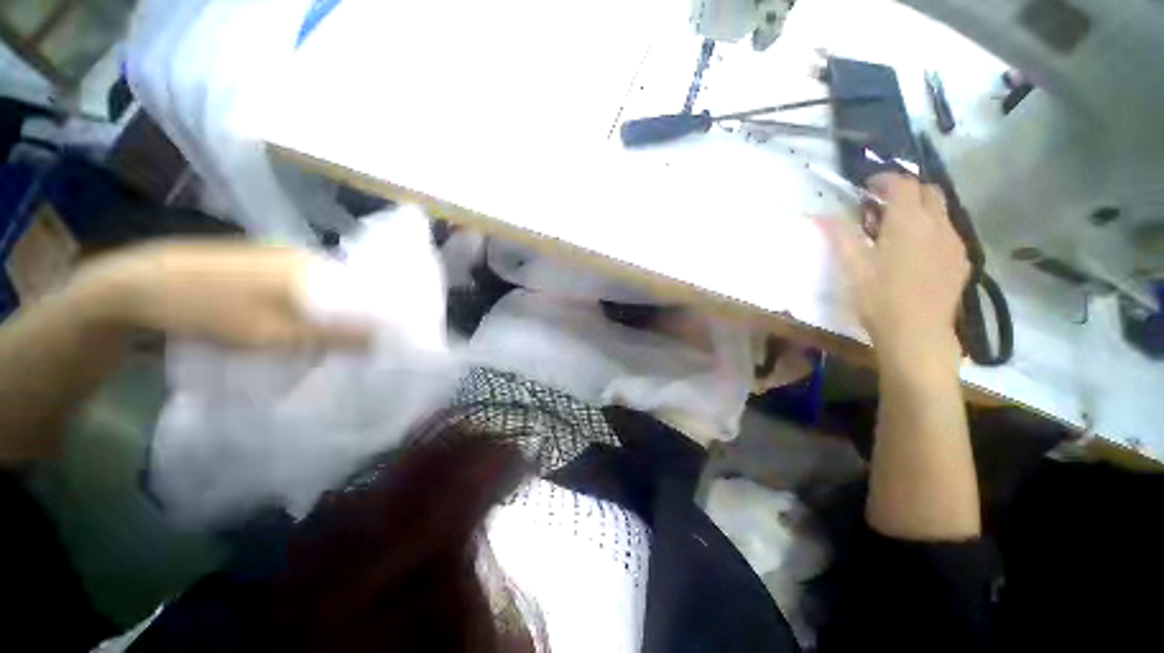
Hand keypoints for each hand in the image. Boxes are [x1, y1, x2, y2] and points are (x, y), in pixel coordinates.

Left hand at [69, 240, 369, 349]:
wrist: (136, 286)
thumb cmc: (208, 308)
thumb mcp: (273, 332)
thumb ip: (331, 335)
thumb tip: (382, 339)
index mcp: (310, 264)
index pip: (363, 288)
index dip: (373, 313)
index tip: (378, 338)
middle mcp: (300, 255)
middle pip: (343, 289)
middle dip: (350, 316)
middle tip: (352, 345)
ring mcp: (275, 257)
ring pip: (319, 289)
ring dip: (325, 314)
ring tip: (325, 340)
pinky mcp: (256, 264)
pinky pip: (296, 287)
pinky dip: (303, 307)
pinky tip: (291, 325)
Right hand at [818, 174, 968, 364]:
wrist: (917, 332)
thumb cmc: (879, 297)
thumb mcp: (852, 266)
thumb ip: (840, 235)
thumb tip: (822, 215)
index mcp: (908, 222)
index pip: (902, 184)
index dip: (885, 179)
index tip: (868, 187)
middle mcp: (938, 224)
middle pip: (929, 191)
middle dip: (906, 190)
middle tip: (883, 206)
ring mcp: (954, 242)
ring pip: (942, 211)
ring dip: (920, 210)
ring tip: (898, 230)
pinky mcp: (961, 261)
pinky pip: (948, 232)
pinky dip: (932, 230)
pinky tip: (917, 252)